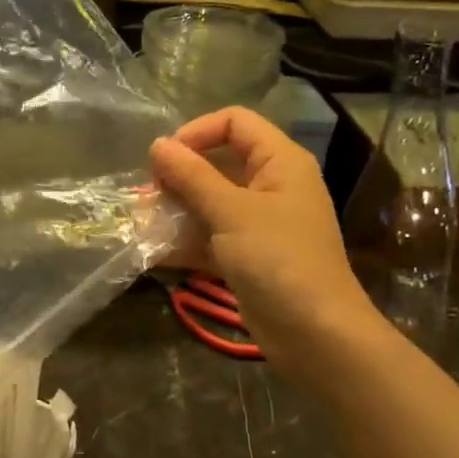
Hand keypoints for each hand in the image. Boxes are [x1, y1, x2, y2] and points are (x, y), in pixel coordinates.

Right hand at [149, 107, 374, 353]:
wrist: (316, 335)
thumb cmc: (278, 260)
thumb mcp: (231, 212)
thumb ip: (192, 176)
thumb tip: (157, 145)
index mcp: (279, 162)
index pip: (234, 122)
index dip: (197, 132)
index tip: (164, 158)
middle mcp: (271, 185)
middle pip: (218, 161)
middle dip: (179, 175)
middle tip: (147, 194)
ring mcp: (258, 222)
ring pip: (209, 201)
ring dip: (175, 209)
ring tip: (143, 222)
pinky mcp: (247, 254)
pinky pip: (210, 234)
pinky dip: (184, 240)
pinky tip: (153, 251)